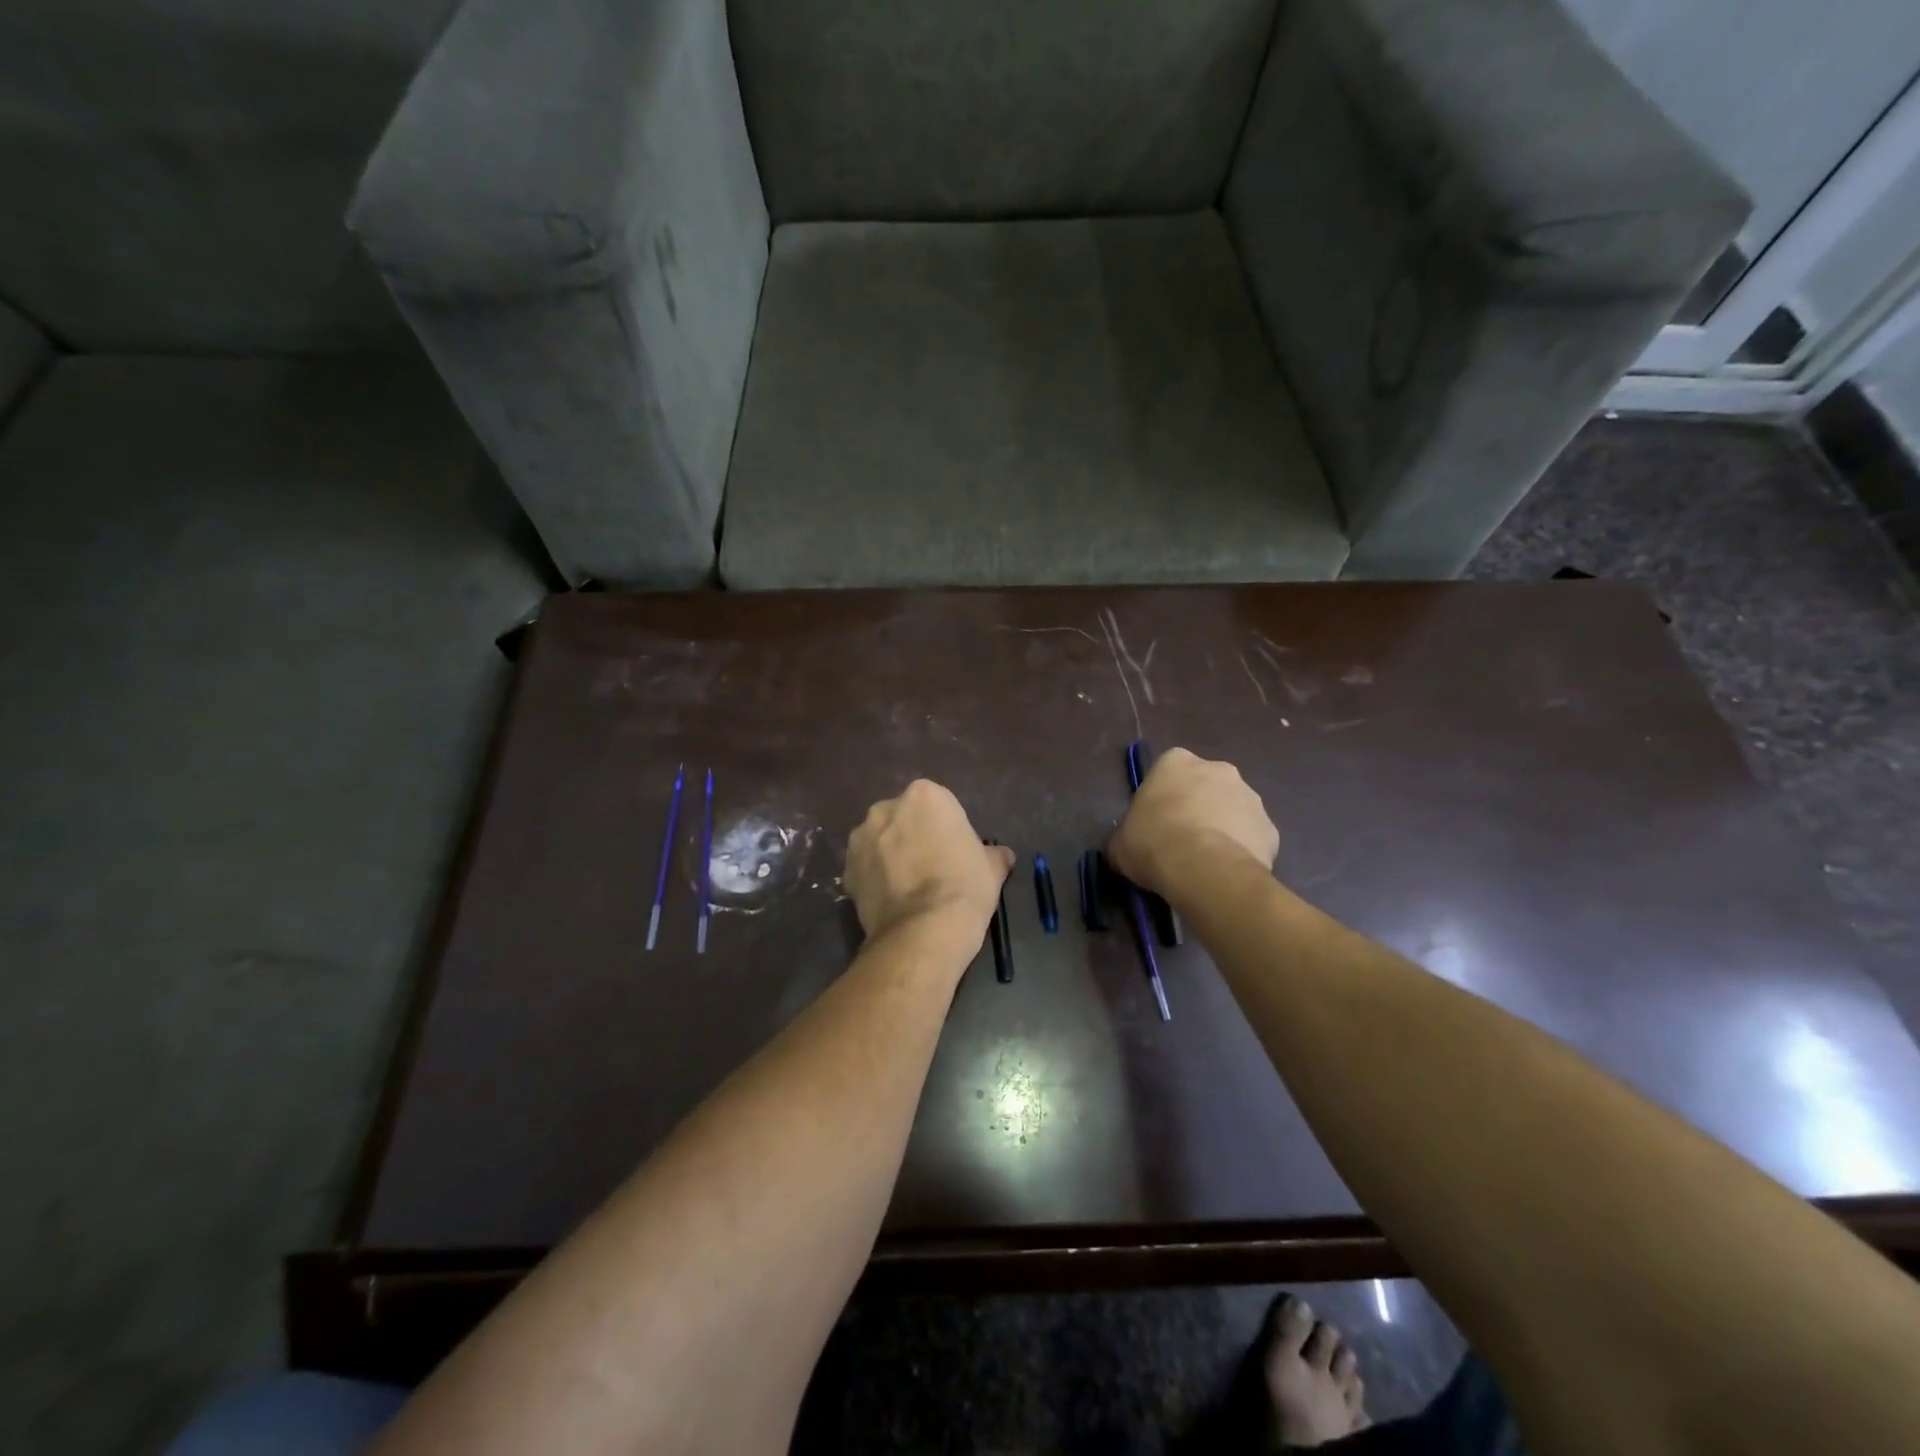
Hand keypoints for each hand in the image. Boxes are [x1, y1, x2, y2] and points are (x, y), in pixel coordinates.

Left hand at [846, 780, 1013, 943]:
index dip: (946, 829)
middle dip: (912, 836)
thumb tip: (1001, 856)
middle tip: (930, 867)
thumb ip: (993, 854)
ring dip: (889, 855)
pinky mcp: (846, 870)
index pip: (937, 805)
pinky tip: (892, 901)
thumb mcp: (992, 868)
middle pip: (902, 818)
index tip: (954, 852)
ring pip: (879, 841)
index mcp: (925, 796)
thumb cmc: (964, 887)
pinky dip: (874, 879)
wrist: (924, 932)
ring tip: (908, 887)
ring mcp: (861, 839)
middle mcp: (886, 808)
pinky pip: (865, 868)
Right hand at [1108, 748, 1278, 901]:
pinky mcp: (1271, 828)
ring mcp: (1250, 797)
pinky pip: (1252, 838)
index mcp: (1176, 762)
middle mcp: (1218, 769)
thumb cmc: (1153, 843)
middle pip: (1205, 786)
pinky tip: (1226, 873)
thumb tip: (1128, 847)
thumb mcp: (1120, 842)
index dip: (1162, 798)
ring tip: (1205, 862)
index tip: (1156, 822)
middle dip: (1198, 807)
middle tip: (1182, 841)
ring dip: (1222, 828)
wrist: (1204, 870)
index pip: (1167, 771)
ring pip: (1233, 810)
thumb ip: (1126, 836)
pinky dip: (1242, 851)